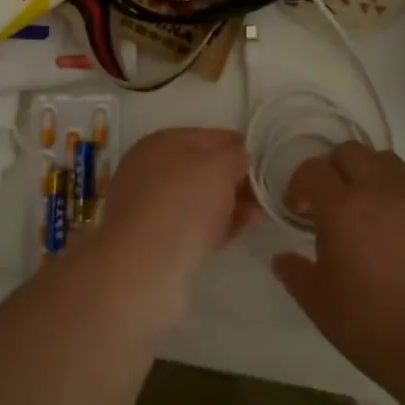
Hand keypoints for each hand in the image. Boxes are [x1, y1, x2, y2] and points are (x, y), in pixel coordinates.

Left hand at [84, 127, 254, 327]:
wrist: (143, 267)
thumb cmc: (183, 203)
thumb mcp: (220, 167)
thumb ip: (235, 157)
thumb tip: (239, 159)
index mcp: (161, 142)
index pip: (208, 136)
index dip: (236, 146)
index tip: (261, 161)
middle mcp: (150, 169)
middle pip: (201, 169)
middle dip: (232, 179)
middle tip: (260, 193)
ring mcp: (149, 206)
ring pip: (197, 199)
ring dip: (227, 204)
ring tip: (255, 215)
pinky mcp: (154, 240)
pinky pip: (191, 226)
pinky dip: (214, 227)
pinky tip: (235, 233)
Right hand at [272, 142, 404, 388]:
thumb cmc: (372, 324)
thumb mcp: (319, 304)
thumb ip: (295, 273)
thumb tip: (282, 258)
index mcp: (341, 206)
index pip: (313, 169)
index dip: (300, 184)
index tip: (298, 211)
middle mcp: (378, 190)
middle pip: (350, 151)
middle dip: (333, 168)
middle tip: (329, 201)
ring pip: (385, 161)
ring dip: (368, 173)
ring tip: (365, 206)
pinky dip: (396, 195)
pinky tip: (395, 228)